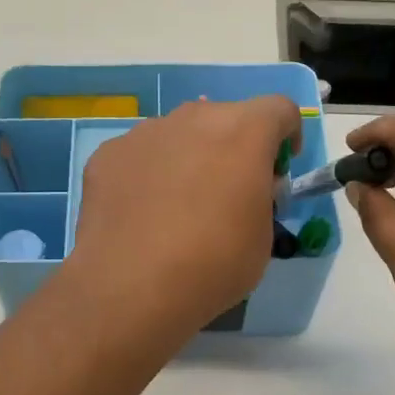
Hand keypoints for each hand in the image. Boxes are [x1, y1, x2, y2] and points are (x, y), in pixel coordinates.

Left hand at [66, 96, 301, 341]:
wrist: (132, 285)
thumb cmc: (213, 263)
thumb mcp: (262, 237)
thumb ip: (260, 197)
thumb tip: (245, 188)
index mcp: (243, 132)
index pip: (279, 109)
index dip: (286, 133)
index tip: (279, 167)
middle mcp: (193, 119)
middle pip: (223, 117)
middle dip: (233, 146)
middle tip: (228, 190)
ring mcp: (145, 132)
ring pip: (177, 134)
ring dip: (187, 157)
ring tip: (177, 204)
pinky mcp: (108, 154)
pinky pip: (138, 155)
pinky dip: (147, 175)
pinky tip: (140, 214)